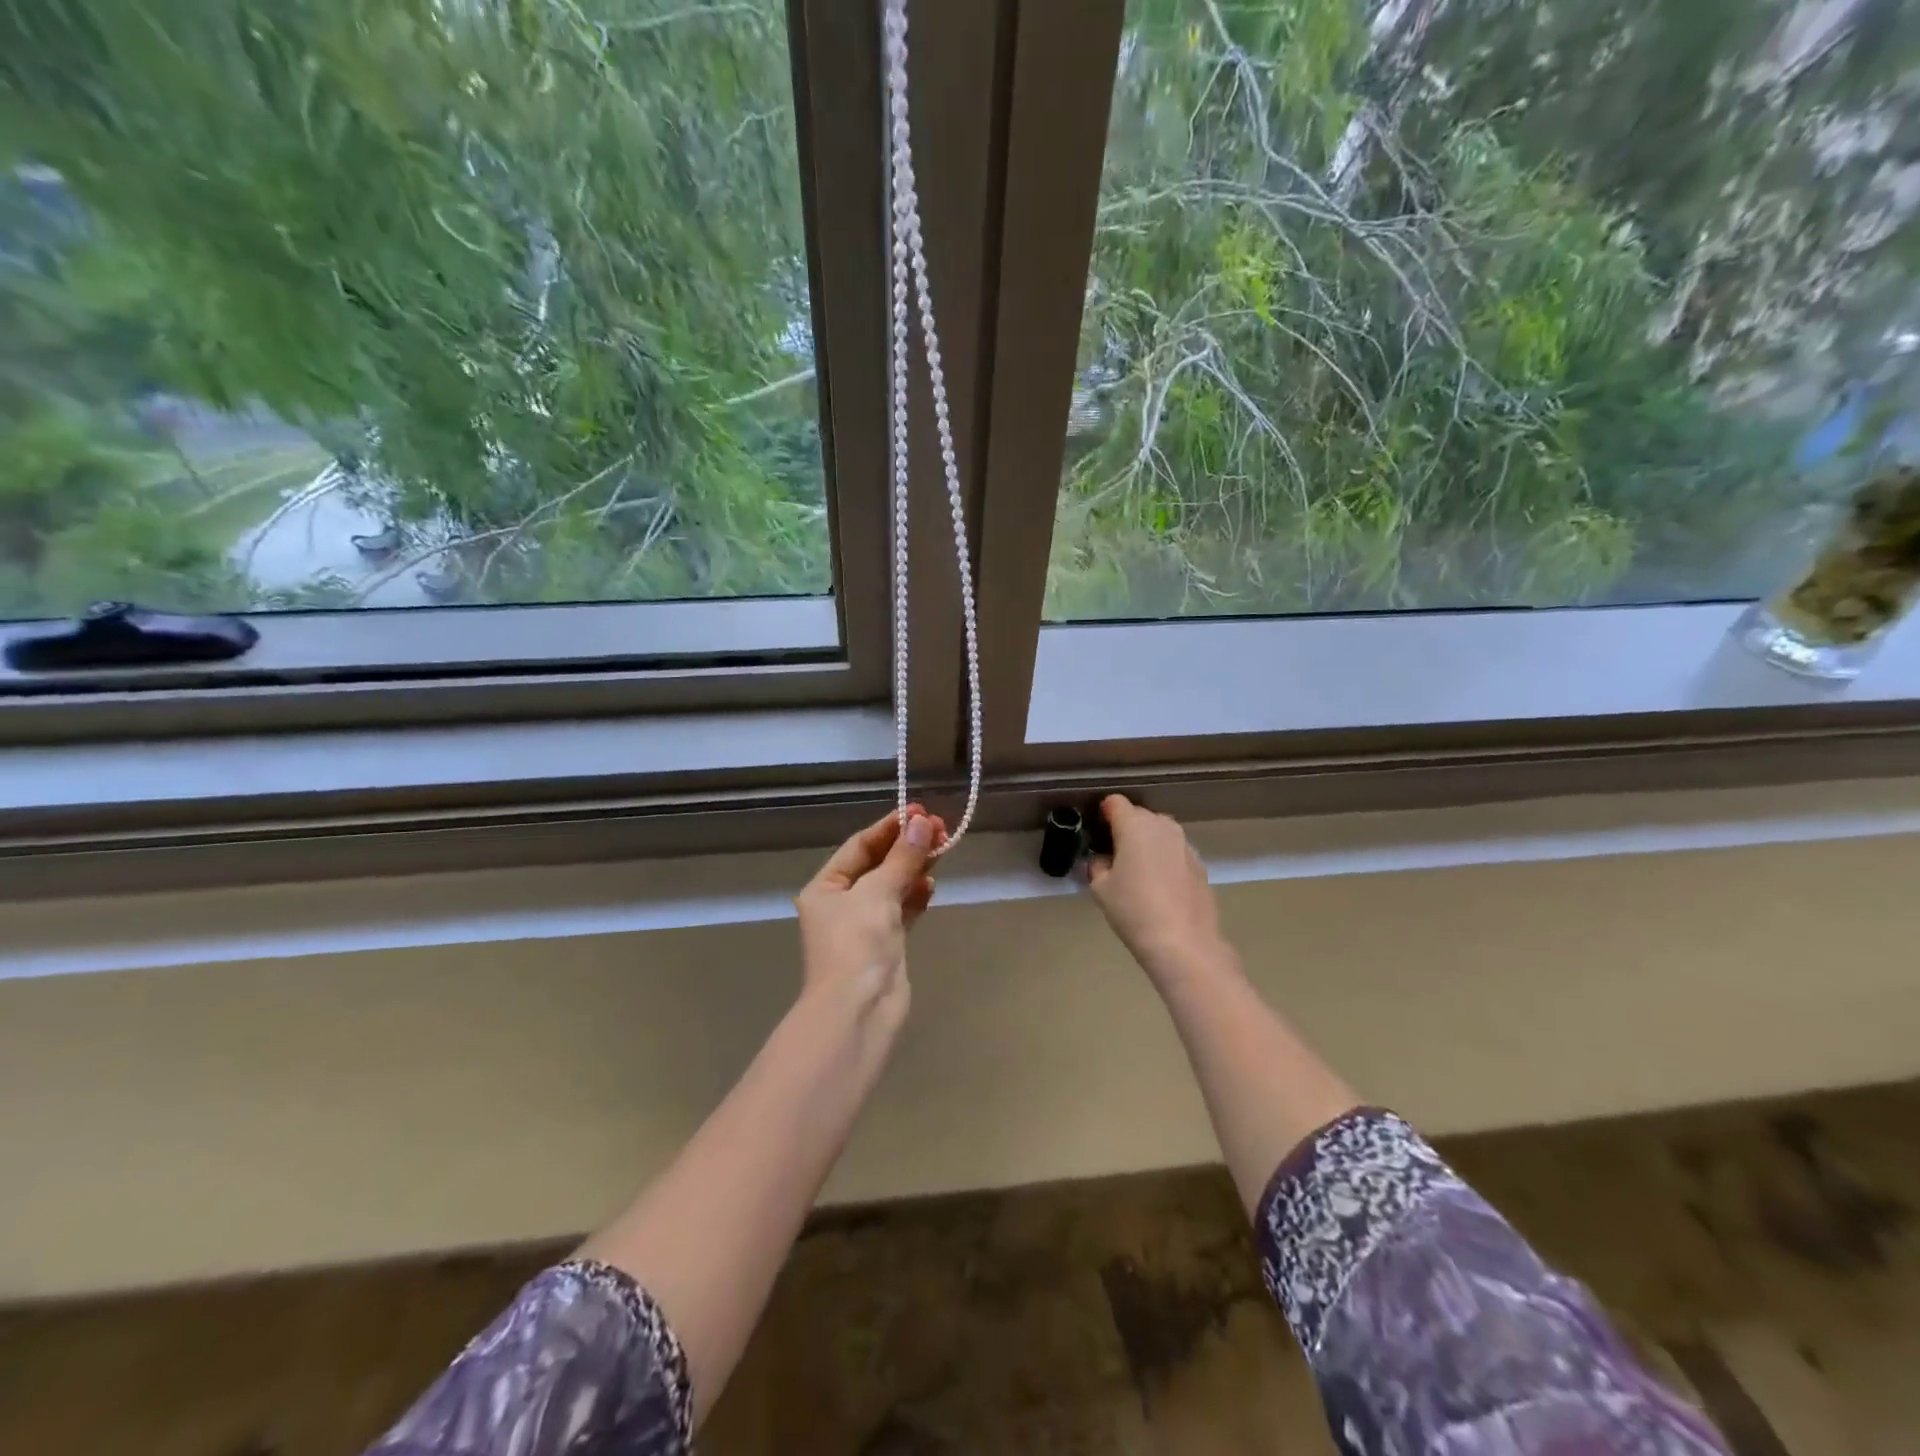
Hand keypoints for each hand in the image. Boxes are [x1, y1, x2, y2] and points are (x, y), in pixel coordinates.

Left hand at [795, 806, 944, 1013]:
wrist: (859, 1010)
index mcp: (825, 887)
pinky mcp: (885, 944)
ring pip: (893, 886)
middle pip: (878, 864)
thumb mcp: (878, 892)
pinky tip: (932, 885)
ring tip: (943, 849)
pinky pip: (902, 910)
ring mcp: (864, 925)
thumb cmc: (857, 943)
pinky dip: (916, 896)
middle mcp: (841, 903)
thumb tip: (924, 822)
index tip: (921, 811)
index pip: (860, 846)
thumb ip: (903, 857)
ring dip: (915, 868)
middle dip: (907, 846)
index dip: (890, 827)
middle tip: (940, 827)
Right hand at [1088, 795, 1227, 977]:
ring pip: (1160, 833)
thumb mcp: (1100, 888)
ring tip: (1137, 872)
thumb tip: (1104, 860)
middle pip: (1139, 816)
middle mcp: (1163, 826)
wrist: (1183, 943)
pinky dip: (1164, 860)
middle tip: (1113, 856)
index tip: (1096, 833)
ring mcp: (1185, 845)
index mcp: (1135, 825)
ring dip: (1147, 844)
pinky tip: (1159, 887)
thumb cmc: (1134, 909)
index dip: (1103, 814)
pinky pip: (1174, 852)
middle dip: (1125, 829)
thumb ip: (1098, 865)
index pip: (1114, 802)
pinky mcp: (1200, 864)